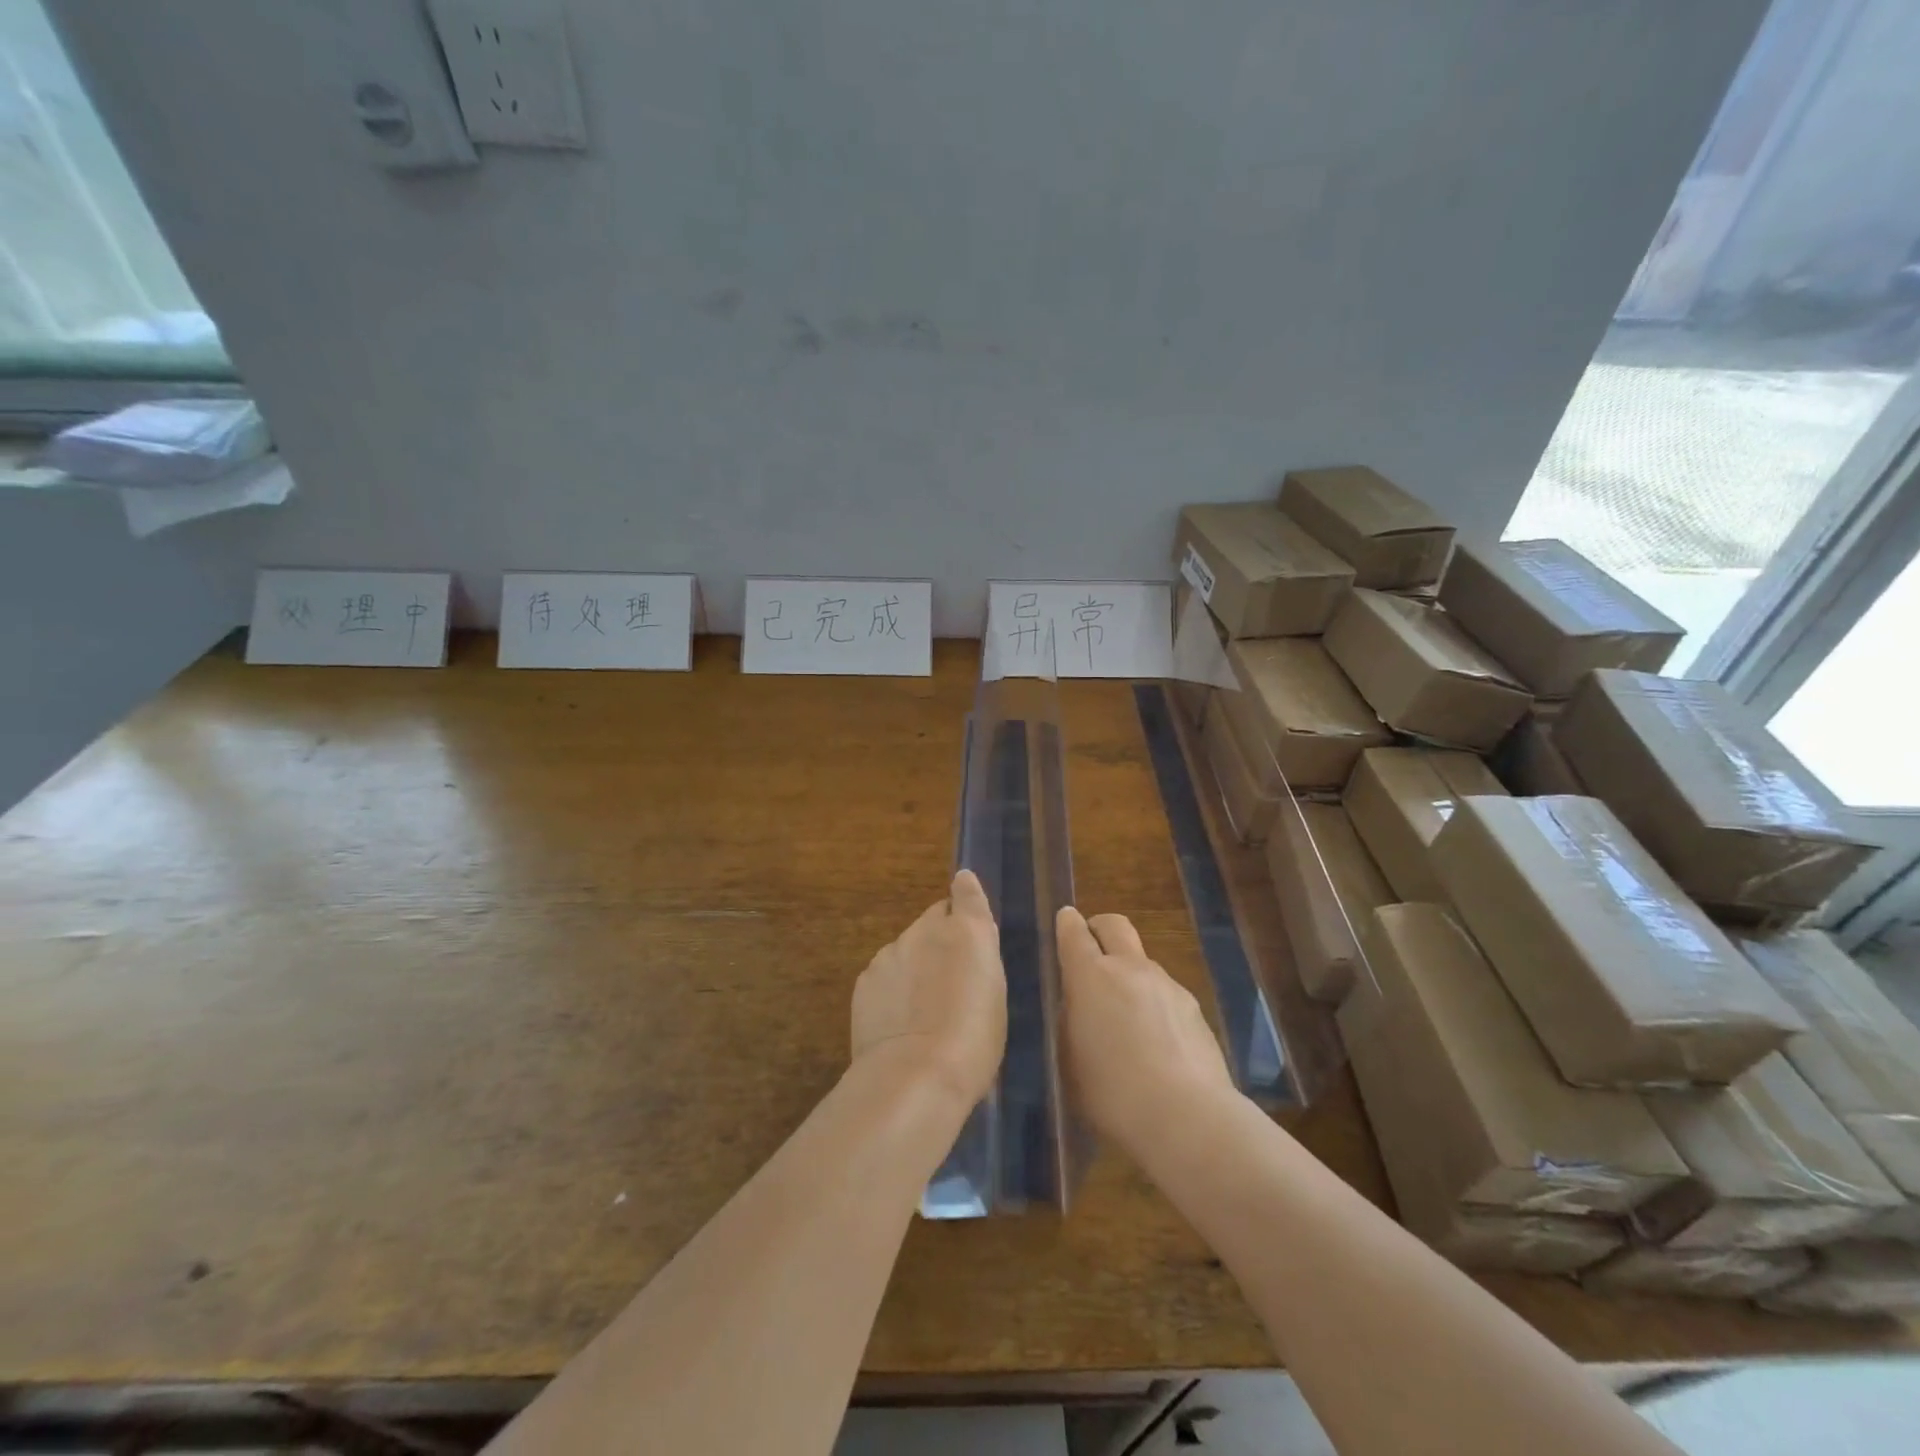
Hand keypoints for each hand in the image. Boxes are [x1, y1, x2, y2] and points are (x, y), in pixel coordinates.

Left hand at [851, 870, 1006, 1107]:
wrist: (915, 1074)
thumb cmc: (974, 1041)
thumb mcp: (995, 995)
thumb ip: (980, 957)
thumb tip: (970, 937)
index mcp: (967, 931)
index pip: (965, 891)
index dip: (966, 893)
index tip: (965, 893)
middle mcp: (926, 930)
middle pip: (934, 920)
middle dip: (942, 937)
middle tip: (951, 974)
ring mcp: (891, 952)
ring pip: (907, 948)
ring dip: (916, 964)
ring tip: (923, 1007)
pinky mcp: (866, 978)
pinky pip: (885, 973)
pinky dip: (893, 987)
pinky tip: (899, 1021)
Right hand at [1057, 907, 1233, 1154]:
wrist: (1187, 1119)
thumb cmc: (1112, 1094)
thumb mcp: (1072, 1059)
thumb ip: (1074, 1020)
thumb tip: (1082, 1004)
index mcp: (1091, 976)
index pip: (1074, 932)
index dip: (1068, 923)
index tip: (1066, 919)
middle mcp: (1130, 968)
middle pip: (1115, 925)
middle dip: (1100, 928)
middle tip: (1093, 948)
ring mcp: (1167, 985)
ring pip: (1142, 962)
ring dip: (1130, 974)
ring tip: (1126, 1016)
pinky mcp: (1194, 1009)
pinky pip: (1165, 993)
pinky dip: (1154, 1004)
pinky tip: (1156, 1042)